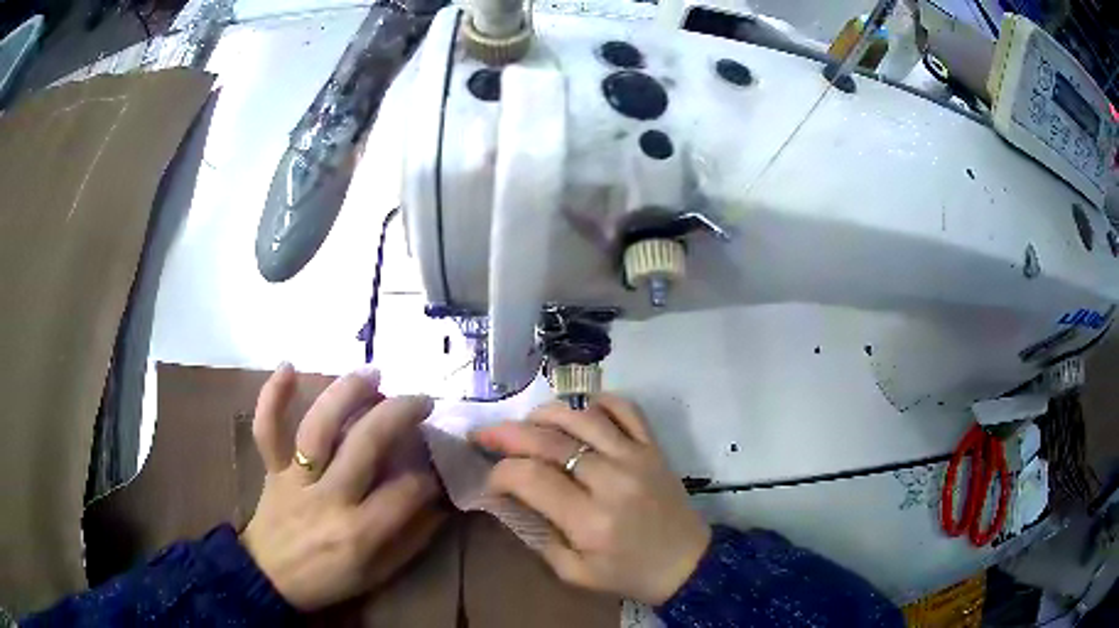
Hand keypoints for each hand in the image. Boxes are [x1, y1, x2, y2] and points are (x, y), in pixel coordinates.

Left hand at [241, 363, 444, 610]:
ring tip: (374, 374)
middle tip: (421, 401)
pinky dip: (273, 396)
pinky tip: (288, 366)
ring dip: (347, 393)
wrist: (270, 579)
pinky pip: (267, 429)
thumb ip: (411, 538)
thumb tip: (440, 502)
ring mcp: (295, 478)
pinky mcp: (271, 468)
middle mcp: (328, 498)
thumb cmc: (329, 579)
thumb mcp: (379, 572)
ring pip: (319, 427)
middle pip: (366, 444)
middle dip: (399, 415)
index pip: (405, 491)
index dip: (429, 475)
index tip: (438, 465)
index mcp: (359, 532)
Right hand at [471, 394, 709, 604]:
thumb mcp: (574, 573)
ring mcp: (637, 457)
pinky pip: (626, 408)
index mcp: (589, 520)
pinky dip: (598, 401)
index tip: (489, 479)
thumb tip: (508, 500)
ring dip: (546, 413)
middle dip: (507, 433)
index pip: (530, 478)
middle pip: (550, 441)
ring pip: (583, 416)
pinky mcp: (654, 447)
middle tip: (484, 435)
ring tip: (526, 422)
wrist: (687, 564)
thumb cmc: (628, 574)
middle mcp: (611, 481)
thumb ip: (538, 536)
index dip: (499, 472)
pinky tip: (579, 411)